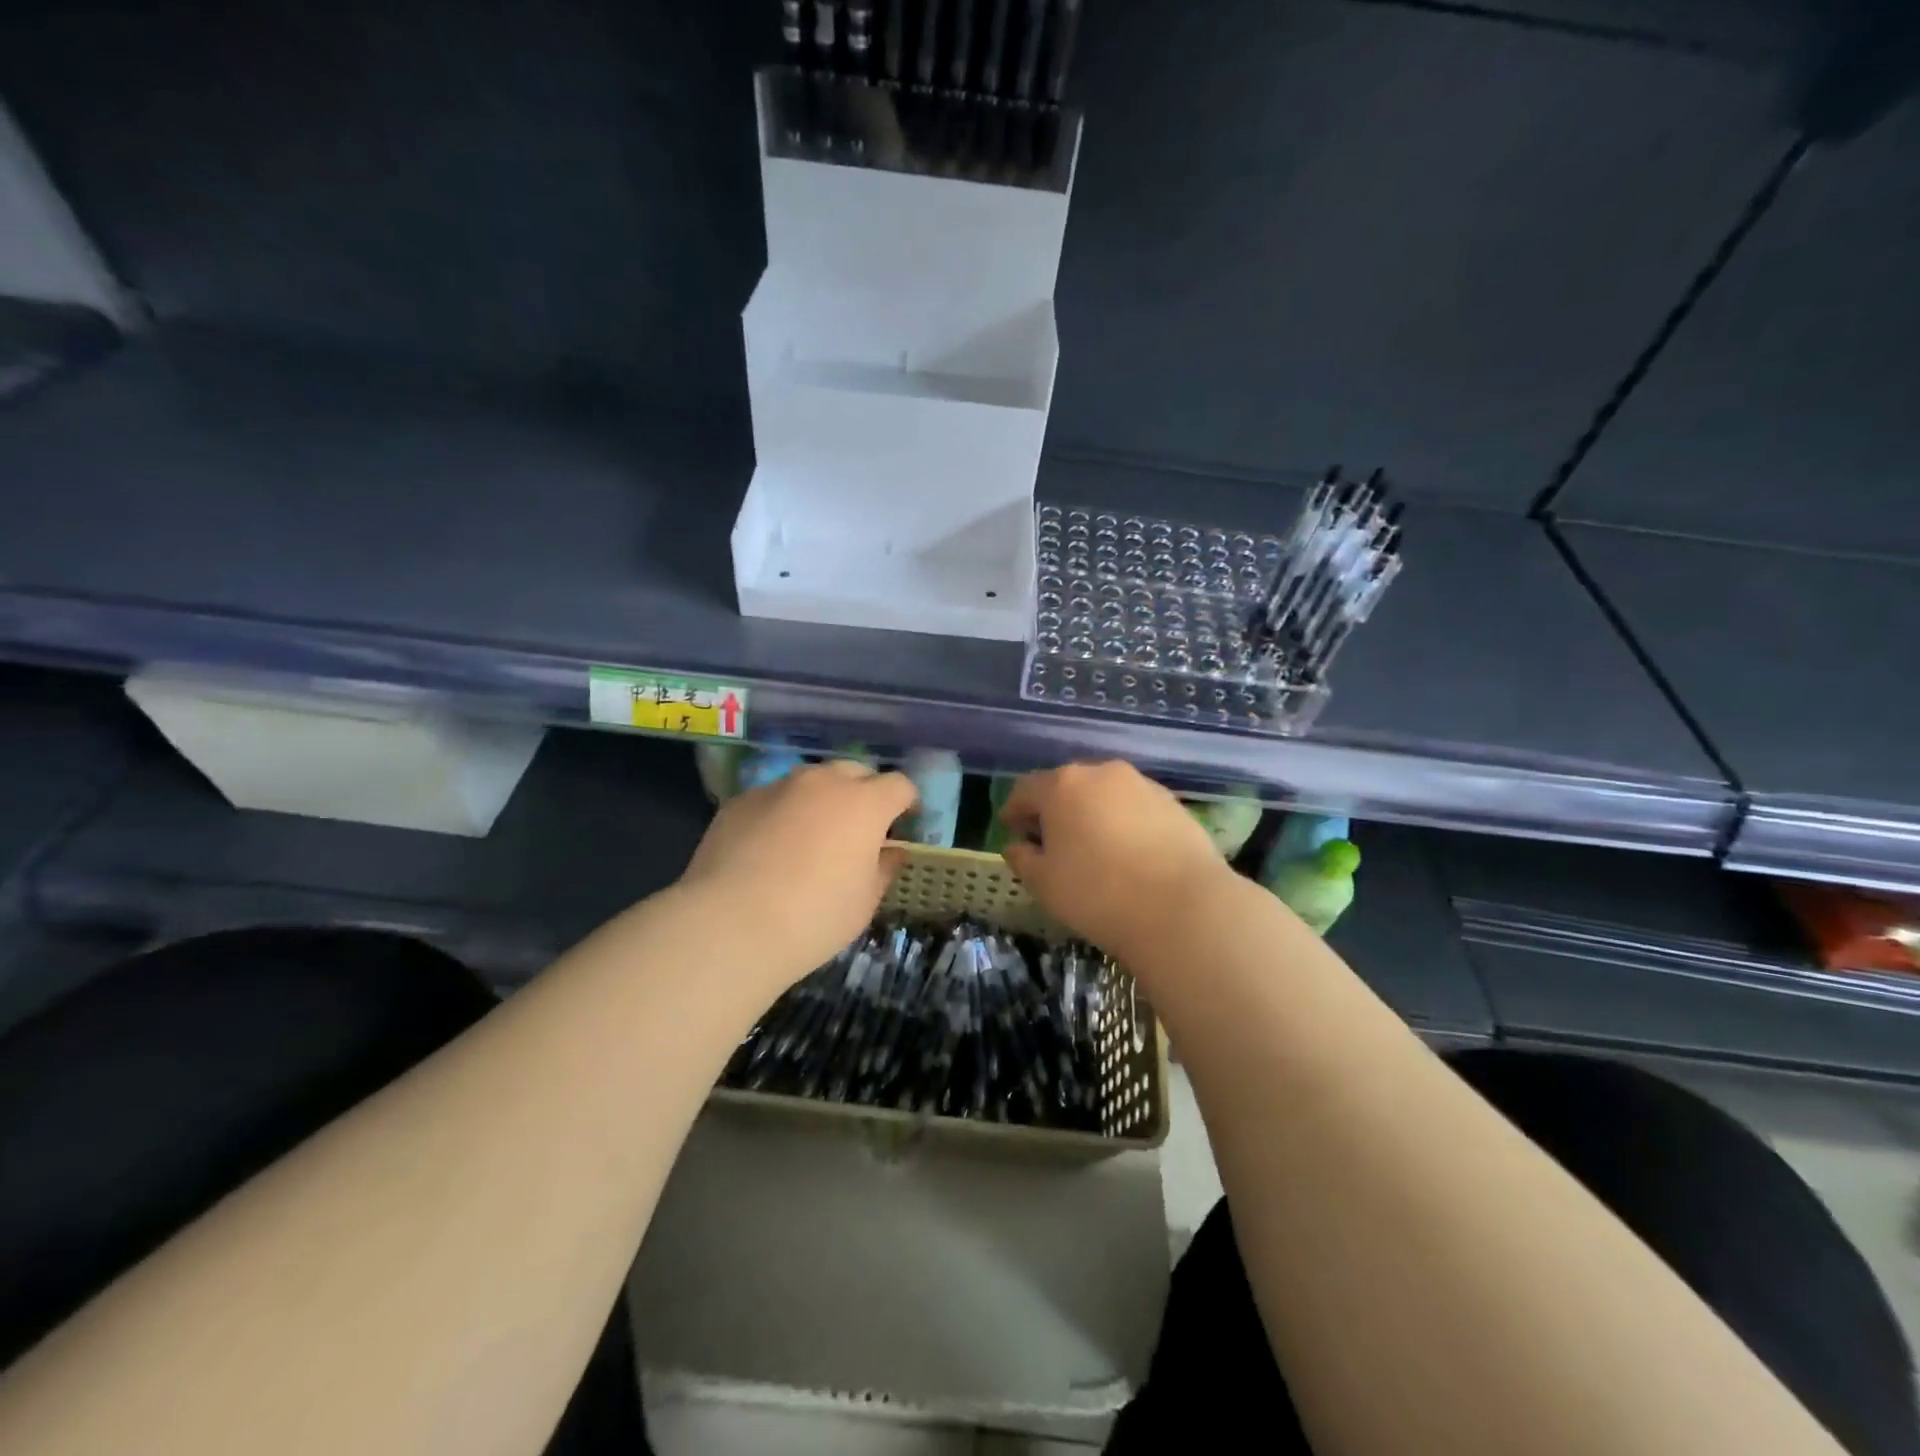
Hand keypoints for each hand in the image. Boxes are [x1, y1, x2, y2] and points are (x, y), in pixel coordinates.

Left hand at [679, 759, 917, 985]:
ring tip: (812, 836)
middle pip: (855, 772)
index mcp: (864, 803)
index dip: (907, 802)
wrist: (730, 925)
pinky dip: (783, 813)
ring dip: (822, 799)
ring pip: (811, 781)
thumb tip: (892, 851)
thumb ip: (884, 868)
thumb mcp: (865, 902)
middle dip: (864, 793)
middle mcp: (823, 783)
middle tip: (860, 828)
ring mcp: (778, 787)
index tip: (905, 823)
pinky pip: (774, 798)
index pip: (899, 785)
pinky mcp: (741, 801)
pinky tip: (771, 848)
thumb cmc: (815, 917)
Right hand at [1001, 762, 1228, 958]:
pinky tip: (1127, 852)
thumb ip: (1023, 859)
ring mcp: (1141, 784)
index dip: (1014, 810)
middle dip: (1053, 809)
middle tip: (1050, 841)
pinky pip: (1133, 807)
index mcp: (1061, 786)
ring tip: (1091, 847)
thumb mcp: (1044, 883)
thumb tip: (1017, 846)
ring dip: (1090, 813)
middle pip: (1066, 785)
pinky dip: (1122, 822)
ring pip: (1103, 794)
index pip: (1025, 789)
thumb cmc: (1097, 893)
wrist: (1182, 907)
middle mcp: (1101, 773)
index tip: (1011, 831)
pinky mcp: (1172, 802)